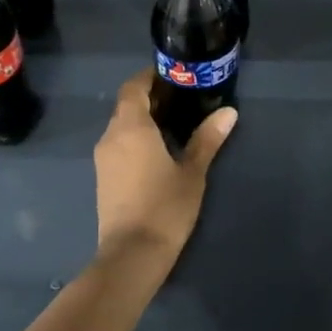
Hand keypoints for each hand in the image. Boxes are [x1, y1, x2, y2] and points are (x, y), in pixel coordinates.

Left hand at [94, 72, 236, 257]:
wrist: (132, 254)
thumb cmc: (165, 207)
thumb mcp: (192, 172)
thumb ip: (207, 139)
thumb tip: (228, 112)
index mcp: (130, 128)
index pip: (133, 88)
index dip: (150, 78)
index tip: (173, 76)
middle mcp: (110, 137)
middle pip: (126, 106)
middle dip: (150, 99)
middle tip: (183, 100)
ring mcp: (103, 159)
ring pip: (121, 127)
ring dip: (143, 120)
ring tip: (175, 124)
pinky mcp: (104, 178)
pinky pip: (119, 146)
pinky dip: (136, 139)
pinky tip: (159, 151)